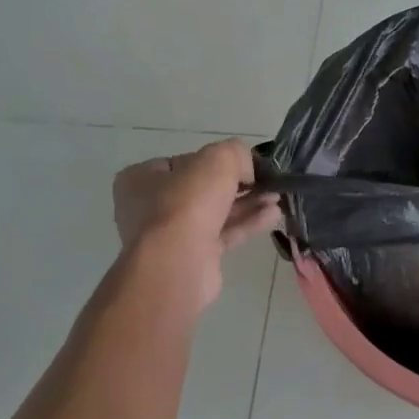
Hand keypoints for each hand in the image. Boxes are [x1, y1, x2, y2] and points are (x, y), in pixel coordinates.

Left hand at [112, 141, 279, 311]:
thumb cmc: (187, 205)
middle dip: (238, 184)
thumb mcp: (217, 160)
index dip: (215, 160)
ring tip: (277, 196)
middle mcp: (150, 207)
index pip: (183, 162)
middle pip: (202, 188)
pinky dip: (247, 223)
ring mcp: (171, 235)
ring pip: (216, 212)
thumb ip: (236, 153)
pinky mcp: (194, 257)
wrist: (177, 265)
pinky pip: (224, 234)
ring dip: (248, 203)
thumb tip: (247, 168)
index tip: (244, 162)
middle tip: (267, 180)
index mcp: (141, 179)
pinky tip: (273, 214)